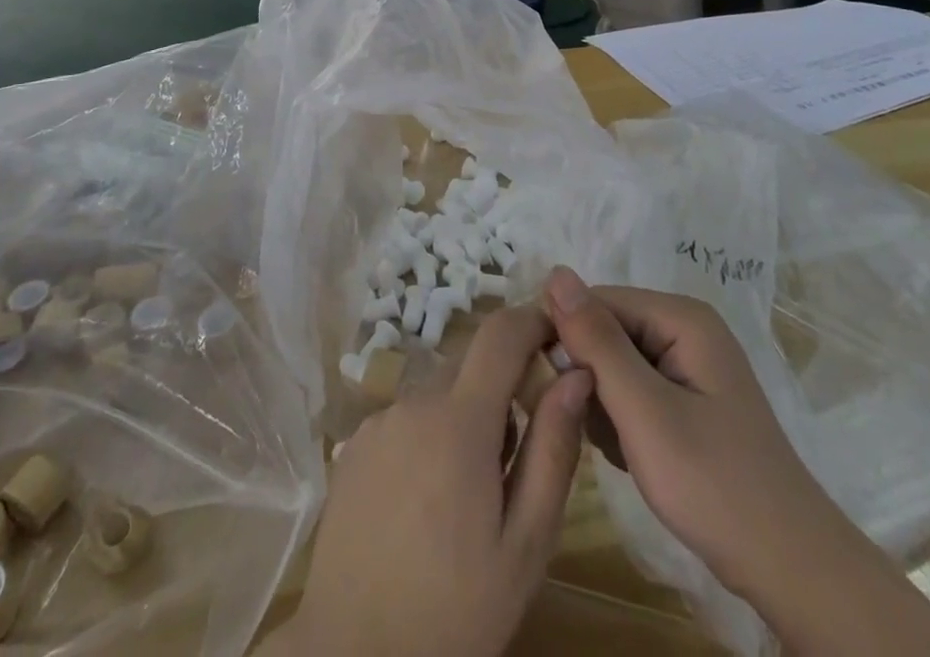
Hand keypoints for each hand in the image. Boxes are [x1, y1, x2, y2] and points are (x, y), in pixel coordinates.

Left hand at [265, 306, 593, 656]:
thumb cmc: (454, 609)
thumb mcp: (525, 543)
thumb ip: (553, 449)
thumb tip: (575, 375)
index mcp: (459, 420)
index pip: (500, 334)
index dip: (531, 321)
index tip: (557, 334)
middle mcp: (413, 402)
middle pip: (469, 369)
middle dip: (500, 395)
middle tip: (512, 466)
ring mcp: (377, 422)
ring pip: (437, 398)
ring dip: (461, 423)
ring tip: (465, 499)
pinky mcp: (353, 446)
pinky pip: (405, 422)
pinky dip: (426, 440)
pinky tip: (423, 505)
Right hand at [540, 268, 822, 597]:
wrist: (789, 569)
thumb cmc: (715, 486)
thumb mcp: (645, 412)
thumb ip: (597, 341)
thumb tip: (555, 272)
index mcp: (681, 317)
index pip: (595, 301)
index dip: (567, 338)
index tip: (553, 390)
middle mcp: (684, 328)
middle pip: (605, 331)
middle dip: (590, 378)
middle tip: (600, 430)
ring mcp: (688, 364)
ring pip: (613, 363)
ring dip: (603, 405)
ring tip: (623, 449)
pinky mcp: (686, 398)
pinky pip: (631, 390)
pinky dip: (621, 421)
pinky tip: (633, 456)